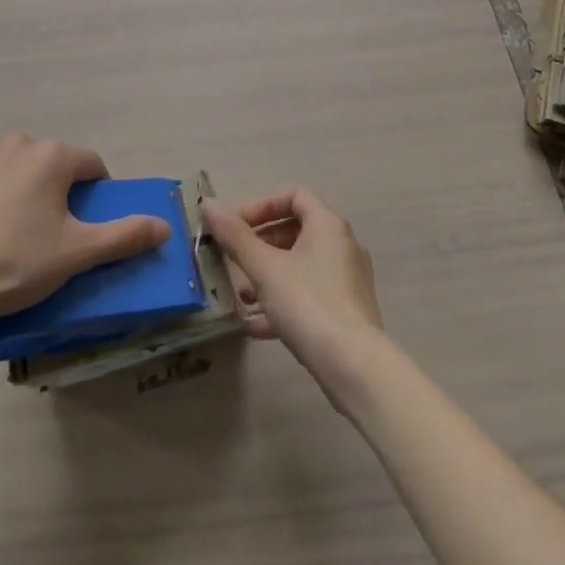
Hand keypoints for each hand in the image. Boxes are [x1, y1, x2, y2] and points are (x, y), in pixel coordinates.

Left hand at [0, 136, 170, 330]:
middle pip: (49, 163)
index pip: (90, 166)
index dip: (93, 193)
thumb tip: (165, 225)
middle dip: (52, 190)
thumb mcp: (76, 255)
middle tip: (42, 234)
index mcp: (54, 156)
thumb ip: (124, 236)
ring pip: (11, 164)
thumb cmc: (14, 264)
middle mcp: (19, 140)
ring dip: (15, 185)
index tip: (83, 224)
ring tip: (2, 231)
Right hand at [200, 189, 383, 398]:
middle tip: (235, 258)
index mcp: (328, 225)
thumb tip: (209, 205)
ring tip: (242, 294)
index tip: (236, 225)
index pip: (294, 196)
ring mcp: (347, 280)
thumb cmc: (308, 304)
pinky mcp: (347, 312)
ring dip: (269, 274)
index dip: (262, 205)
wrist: (355, 368)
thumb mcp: (265, 268)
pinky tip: (255, 325)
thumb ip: (235, 237)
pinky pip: (310, 295)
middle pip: (296, 230)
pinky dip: (284, 302)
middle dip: (262, 242)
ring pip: (301, 266)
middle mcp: (342, 246)